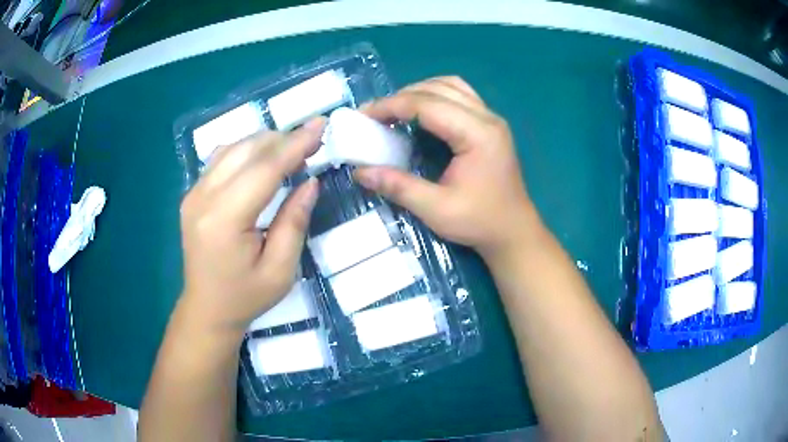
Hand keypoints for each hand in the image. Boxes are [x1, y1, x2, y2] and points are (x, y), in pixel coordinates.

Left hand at [178, 119, 323, 335]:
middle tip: (313, 140)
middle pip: (247, 150)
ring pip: (233, 148)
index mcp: (224, 220)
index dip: (295, 144)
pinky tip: (262, 159)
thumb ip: (294, 222)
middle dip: (283, 139)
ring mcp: (193, 193)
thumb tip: (310, 181)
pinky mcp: (192, 194)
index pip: (264, 169)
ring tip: (293, 150)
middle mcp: (203, 198)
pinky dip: (246, 151)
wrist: (206, 308)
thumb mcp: (280, 270)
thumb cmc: (245, 296)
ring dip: (265, 142)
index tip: (321, 125)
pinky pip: (221, 158)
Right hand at [355, 76, 540, 258]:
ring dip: (419, 91)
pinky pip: (460, 95)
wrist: (514, 231)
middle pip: (437, 89)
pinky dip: (435, 95)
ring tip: (395, 109)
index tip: (363, 115)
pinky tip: (421, 111)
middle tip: (374, 114)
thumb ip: (398, 186)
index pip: (427, 104)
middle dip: (401, 97)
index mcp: (477, 134)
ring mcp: (491, 118)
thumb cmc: (480, 222)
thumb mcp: (435, 209)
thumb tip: (360, 172)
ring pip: (450, 85)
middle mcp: (487, 117)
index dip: (391, 106)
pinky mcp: (490, 124)